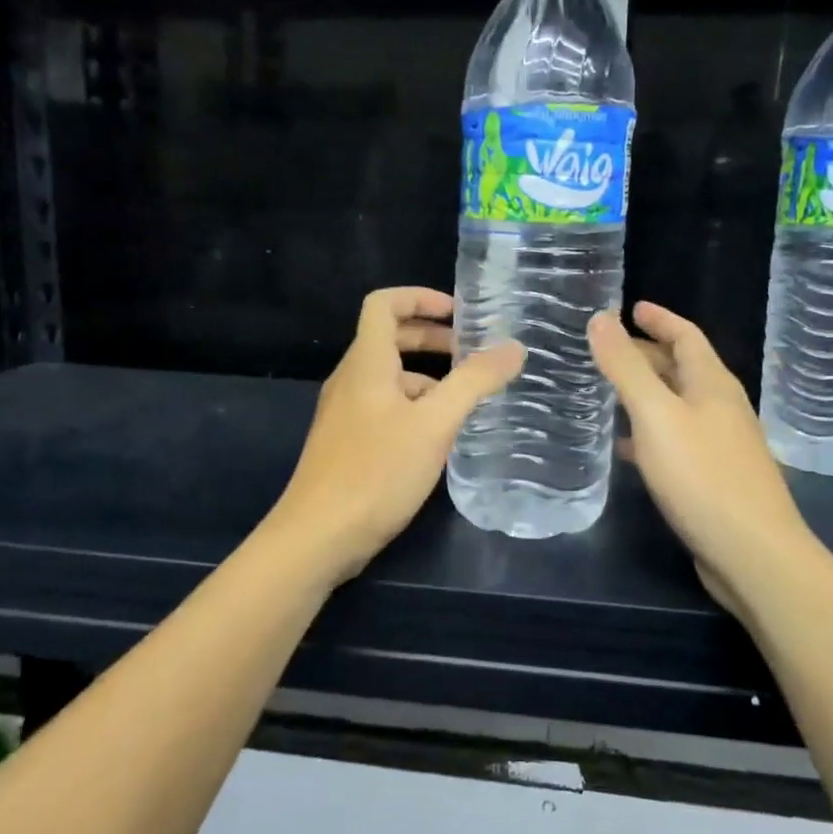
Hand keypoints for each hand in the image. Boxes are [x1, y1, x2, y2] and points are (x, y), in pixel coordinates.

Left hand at [271, 287, 524, 578]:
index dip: (419, 297)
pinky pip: (383, 407)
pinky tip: (439, 437)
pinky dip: (414, 406)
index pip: (384, 304)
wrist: (318, 537)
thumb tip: (514, 347)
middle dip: (432, 339)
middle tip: (473, 354)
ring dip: (427, 377)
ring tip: (466, 399)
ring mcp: (345, 413)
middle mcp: (351, 379)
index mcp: (367, 363)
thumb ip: (475, 382)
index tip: (458, 313)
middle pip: (389, 339)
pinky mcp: (347, 443)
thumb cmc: (376, 471)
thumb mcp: (435, 424)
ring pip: (389, 377)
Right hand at [588, 302, 813, 618]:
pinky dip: (650, 432)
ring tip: (607, 392)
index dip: (659, 319)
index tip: (631, 307)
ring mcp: (721, 443)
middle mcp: (721, 407)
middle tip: (607, 351)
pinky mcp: (714, 476)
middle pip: (682, 368)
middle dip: (647, 354)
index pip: (686, 336)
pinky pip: (676, 439)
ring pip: (678, 405)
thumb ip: (626, 367)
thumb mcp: (656, 415)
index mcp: (712, 384)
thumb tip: (601, 318)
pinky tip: (626, 447)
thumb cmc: (702, 475)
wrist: (752, 552)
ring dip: (646, 393)